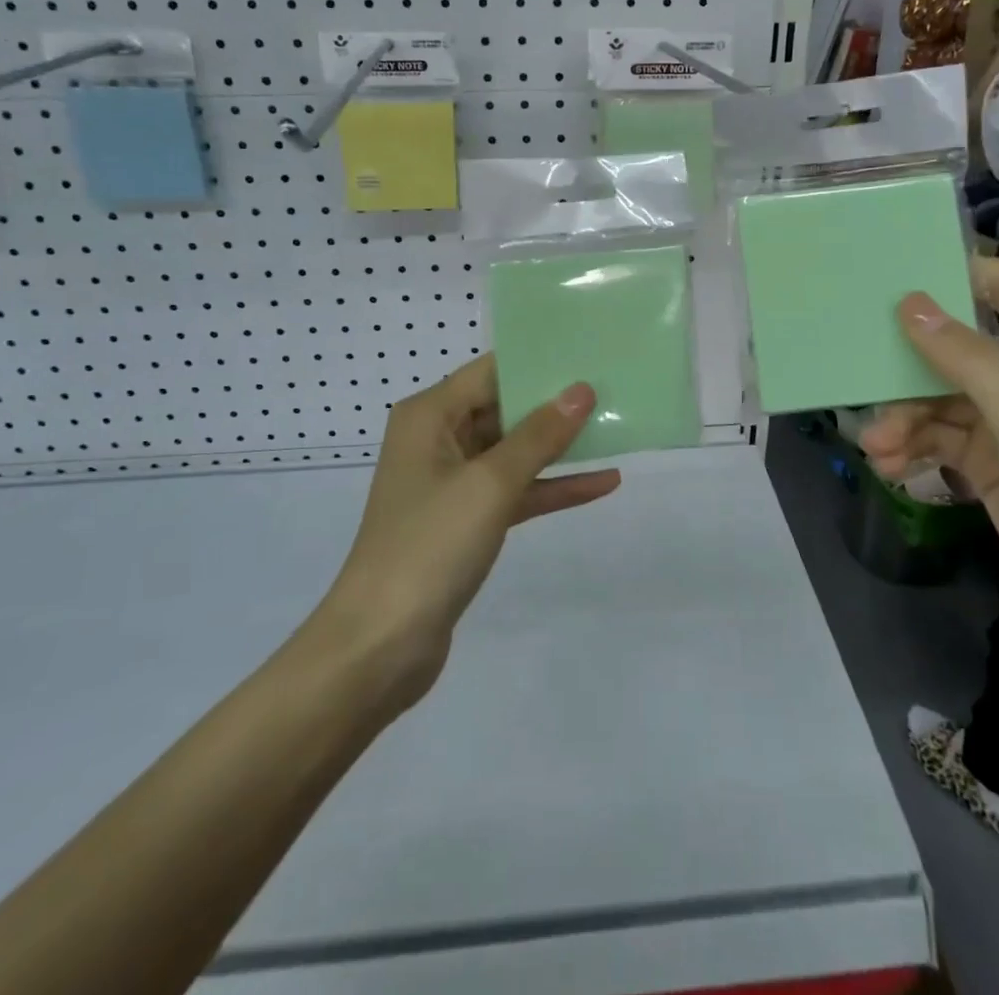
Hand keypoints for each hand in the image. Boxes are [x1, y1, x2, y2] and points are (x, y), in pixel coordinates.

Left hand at [323, 357, 620, 702]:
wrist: (381, 645)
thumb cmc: (430, 546)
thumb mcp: (489, 484)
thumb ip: (538, 436)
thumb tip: (581, 390)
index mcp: (430, 416)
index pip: (490, 372)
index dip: (538, 361)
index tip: (588, 353)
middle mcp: (438, 440)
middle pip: (504, 408)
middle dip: (555, 402)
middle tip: (613, 386)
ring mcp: (453, 483)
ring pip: (514, 451)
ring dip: (560, 446)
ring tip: (616, 427)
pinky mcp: (467, 522)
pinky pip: (516, 491)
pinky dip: (553, 487)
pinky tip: (602, 483)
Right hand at [859, 259, 998, 665]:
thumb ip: (963, 356)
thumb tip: (909, 302)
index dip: (957, 275)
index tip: (894, 282)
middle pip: (959, 350)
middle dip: (910, 368)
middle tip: (863, 380)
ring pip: (941, 401)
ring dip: (904, 420)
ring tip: (875, 448)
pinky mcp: (994, 469)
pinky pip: (941, 442)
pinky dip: (913, 450)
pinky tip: (889, 469)